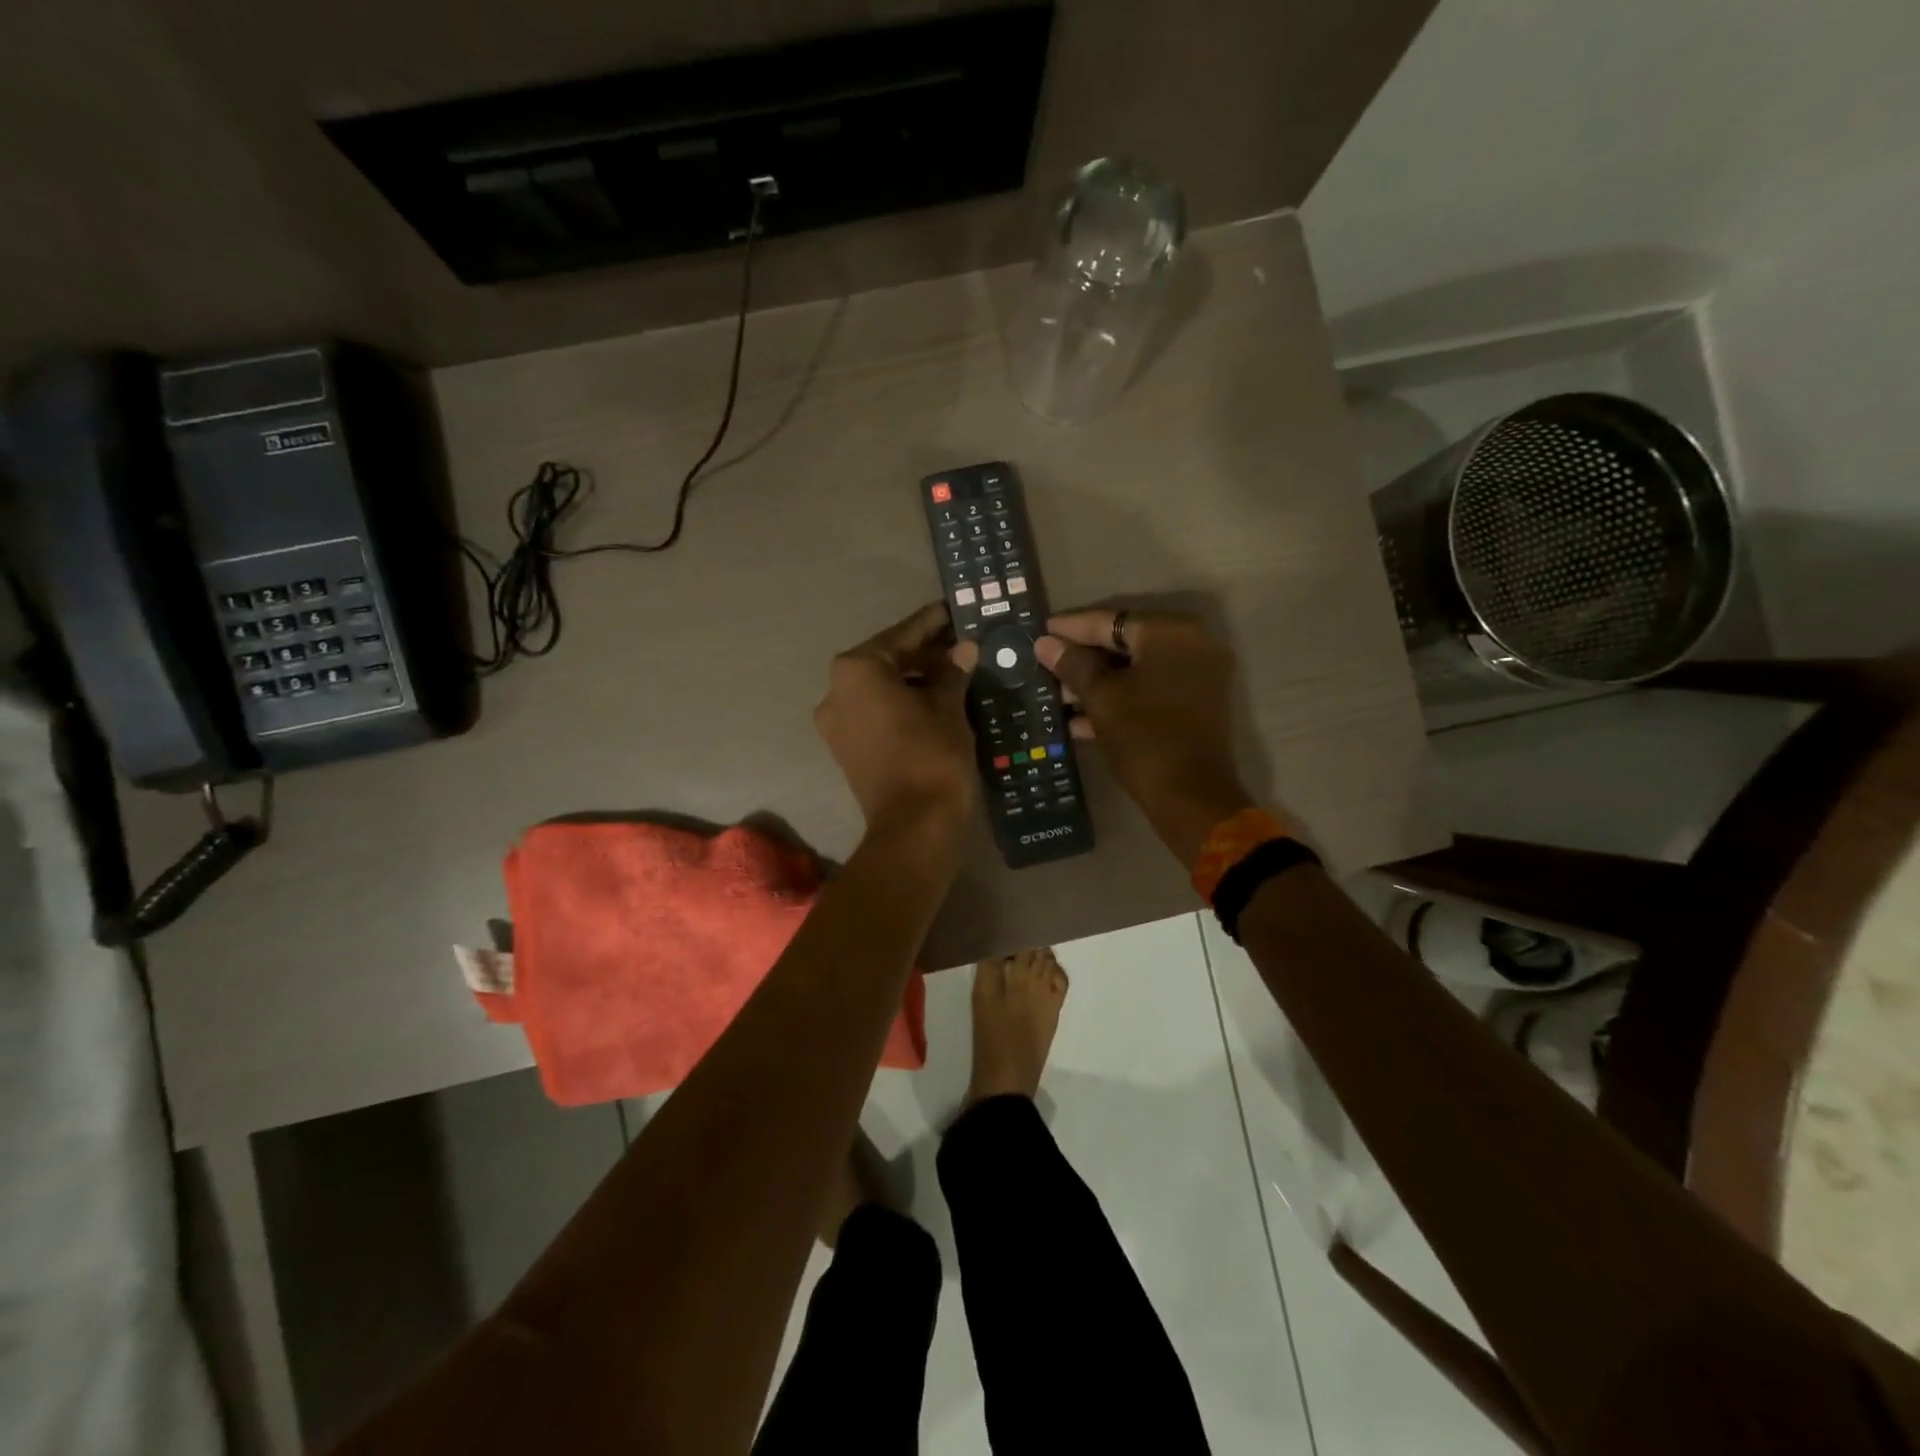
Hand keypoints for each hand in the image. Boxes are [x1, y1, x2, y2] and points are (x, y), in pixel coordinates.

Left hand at [815, 602, 978, 835]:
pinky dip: (902, 703)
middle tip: (962, 644)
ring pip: (881, 688)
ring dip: (915, 680)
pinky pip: (876, 712)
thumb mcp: (948, 706)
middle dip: (924, 653)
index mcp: (856, 670)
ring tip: (956, 672)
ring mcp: (836, 723)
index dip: (931, 623)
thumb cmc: (932, 755)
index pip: (901, 635)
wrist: (914, 826)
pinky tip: (936, 700)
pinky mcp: (846, 748)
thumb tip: (964, 648)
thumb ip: (953, 671)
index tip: (952, 610)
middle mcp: (836, 690)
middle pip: (887, 660)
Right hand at [1036, 609, 1252, 869]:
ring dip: (1097, 684)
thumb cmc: (1143, 738)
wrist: (1190, 797)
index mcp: (1172, 634)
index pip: (1111, 622)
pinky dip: (1120, 700)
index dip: (1070, 628)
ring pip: (1136, 671)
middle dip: (1083, 660)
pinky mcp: (1195, 706)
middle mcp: (1193, 646)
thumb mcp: (1101, 699)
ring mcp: (1198, 677)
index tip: (1040, 631)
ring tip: (1055, 696)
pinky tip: (1078, 719)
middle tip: (1044, 665)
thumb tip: (1045, 643)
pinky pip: (1151, 691)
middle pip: (1125, 645)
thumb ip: (1073, 665)